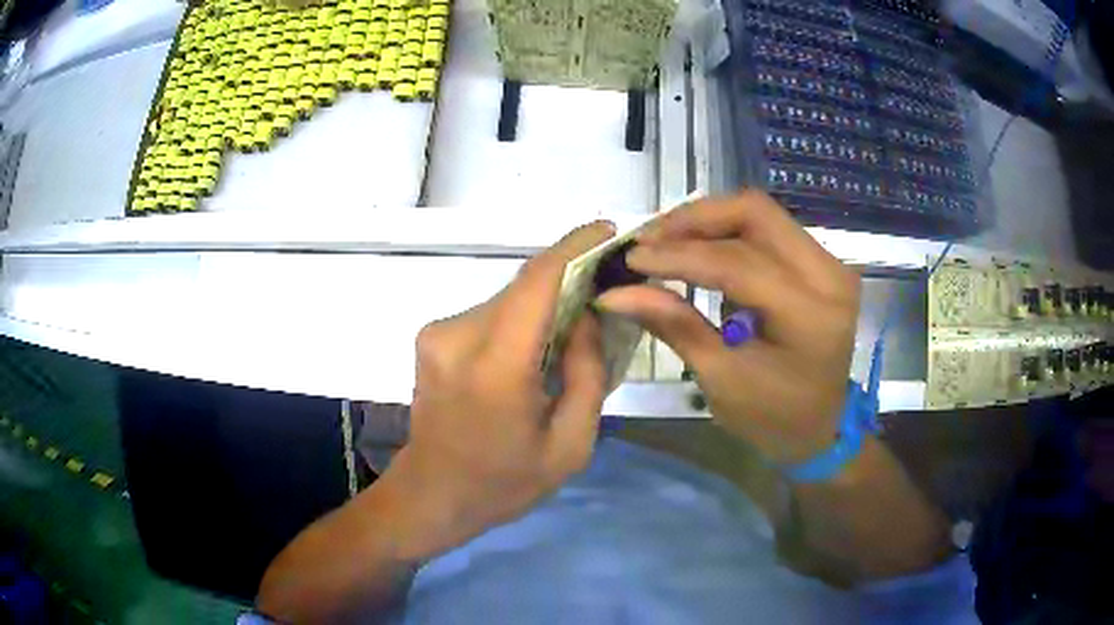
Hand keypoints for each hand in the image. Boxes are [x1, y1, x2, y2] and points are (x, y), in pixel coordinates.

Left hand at [384, 221, 613, 558]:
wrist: (432, 494)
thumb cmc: (505, 483)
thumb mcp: (571, 445)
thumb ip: (587, 374)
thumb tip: (586, 315)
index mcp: (495, 367)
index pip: (537, 282)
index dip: (574, 248)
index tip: (607, 232)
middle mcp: (458, 336)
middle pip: (524, 289)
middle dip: (567, 282)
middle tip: (605, 294)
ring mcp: (438, 333)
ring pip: (508, 300)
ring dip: (543, 306)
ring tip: (573, 331)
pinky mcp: (432, 337)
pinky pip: (490, 315)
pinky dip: (520, 321)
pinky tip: (536, 349)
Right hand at [598, 192, 859, 464]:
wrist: (821, 426)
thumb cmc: (771, 417)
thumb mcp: (720, 379)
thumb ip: (674, 325)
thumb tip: (615, 293)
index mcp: (810, 316)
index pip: (739, 263)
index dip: (680, 256)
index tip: (631, 258)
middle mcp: (829, 275)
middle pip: (755, 213)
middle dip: (694, 219)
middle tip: (649, 239)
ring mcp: (829, 263)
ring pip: (760, 214)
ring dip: (708, 221)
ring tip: (665, 241)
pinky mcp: (820, 262)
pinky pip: (768, 229)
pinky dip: (727, 232)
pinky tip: (697, 249)